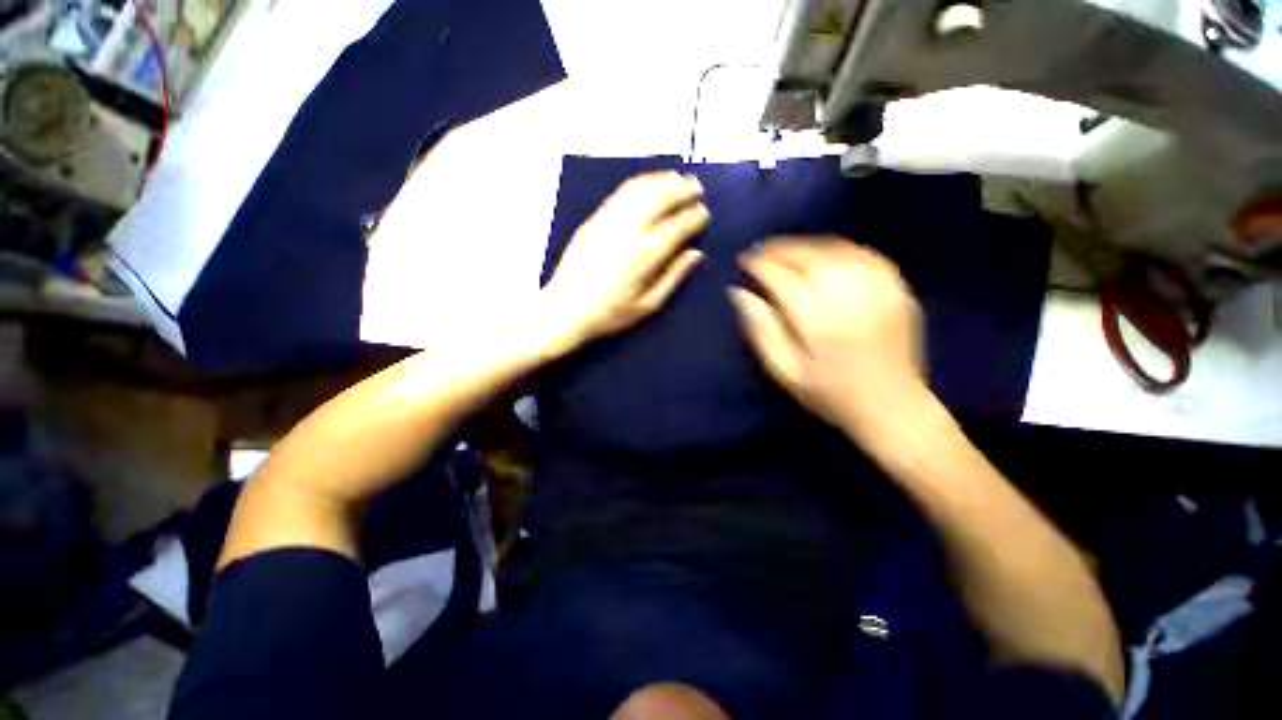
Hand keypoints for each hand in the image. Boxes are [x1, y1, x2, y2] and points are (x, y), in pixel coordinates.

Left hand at [540, 171, 708, 353]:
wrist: (565, 309)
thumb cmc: (611, 313)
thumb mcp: (649, 305)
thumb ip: (674, 276)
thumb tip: (696, 253)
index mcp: (646, 253)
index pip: (677, 226)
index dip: (694, 217)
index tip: (705, 213)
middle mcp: (629, 229)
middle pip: (660, 198)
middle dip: (682, 189)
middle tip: (697, 187)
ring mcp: (609, 220)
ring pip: (640, 189)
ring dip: (662, 180)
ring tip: (678, 177)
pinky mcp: (594, 219)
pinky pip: (621, 192)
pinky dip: (639, 183)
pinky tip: (648, 183)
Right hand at [731, 237, 926, 437]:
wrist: (892, 407)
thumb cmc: (829, 393)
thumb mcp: (784, 370)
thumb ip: (760, 329)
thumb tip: (738, 293)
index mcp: (816, 318)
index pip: (781, 277)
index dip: (759, 265)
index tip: (743, 261)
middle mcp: (847, 294)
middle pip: (808, 255)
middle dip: (780, 248)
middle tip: (761, 251)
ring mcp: (877, 288)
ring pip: (835, 249)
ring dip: (806, 244)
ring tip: (786, 250)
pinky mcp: (897, 288)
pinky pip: (864, 254)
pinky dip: (838, 248)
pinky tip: (825, 255)